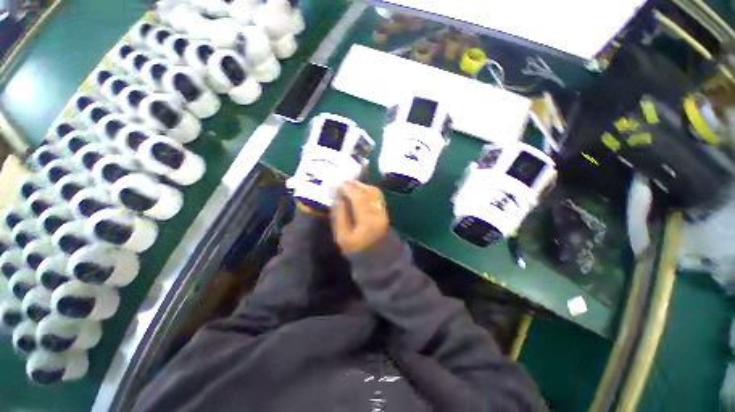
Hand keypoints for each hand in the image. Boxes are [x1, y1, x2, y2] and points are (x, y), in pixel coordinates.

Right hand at [332, 181, 388, 253]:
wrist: (376, 257)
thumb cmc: (355, 249)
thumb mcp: (341, 235)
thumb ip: (339, 214)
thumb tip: (338, 195)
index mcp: (367, 223)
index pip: (359, 198)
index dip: (349, 188)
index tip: (338, 183)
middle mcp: (379, 214)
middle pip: (368, 192)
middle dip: (355, 185)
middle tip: (343, 182)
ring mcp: (384, 212)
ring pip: (374, 192)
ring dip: (361, 186)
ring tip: (349, 186)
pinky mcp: (386, 211)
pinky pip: (377, 195)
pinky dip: (367, 190)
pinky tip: (359, 191)